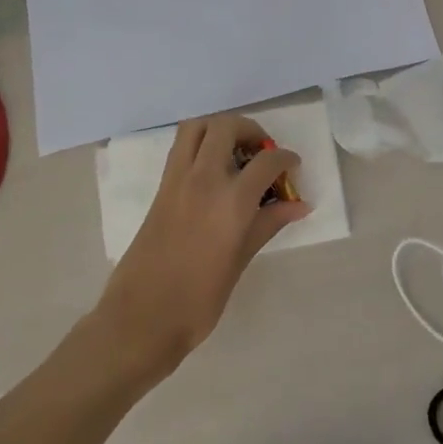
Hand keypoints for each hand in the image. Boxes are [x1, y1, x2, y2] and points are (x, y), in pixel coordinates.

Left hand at [93, 114, 310, 374]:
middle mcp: (204, 179)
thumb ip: (269, 223)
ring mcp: (177, 180)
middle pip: (227, 127)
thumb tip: (299, 205)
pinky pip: (181, 147)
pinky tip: (213, 170)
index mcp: (231, 201)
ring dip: (220, 129)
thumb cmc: (200, 298)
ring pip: (197, 127)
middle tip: (262, 152)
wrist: (143, 316)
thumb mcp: (241, 259)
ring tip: (235, 151)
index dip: (286, 159)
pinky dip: (201, 143)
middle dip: (251, 131)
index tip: (292, 168)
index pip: (267, 161)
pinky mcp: (160, 188)